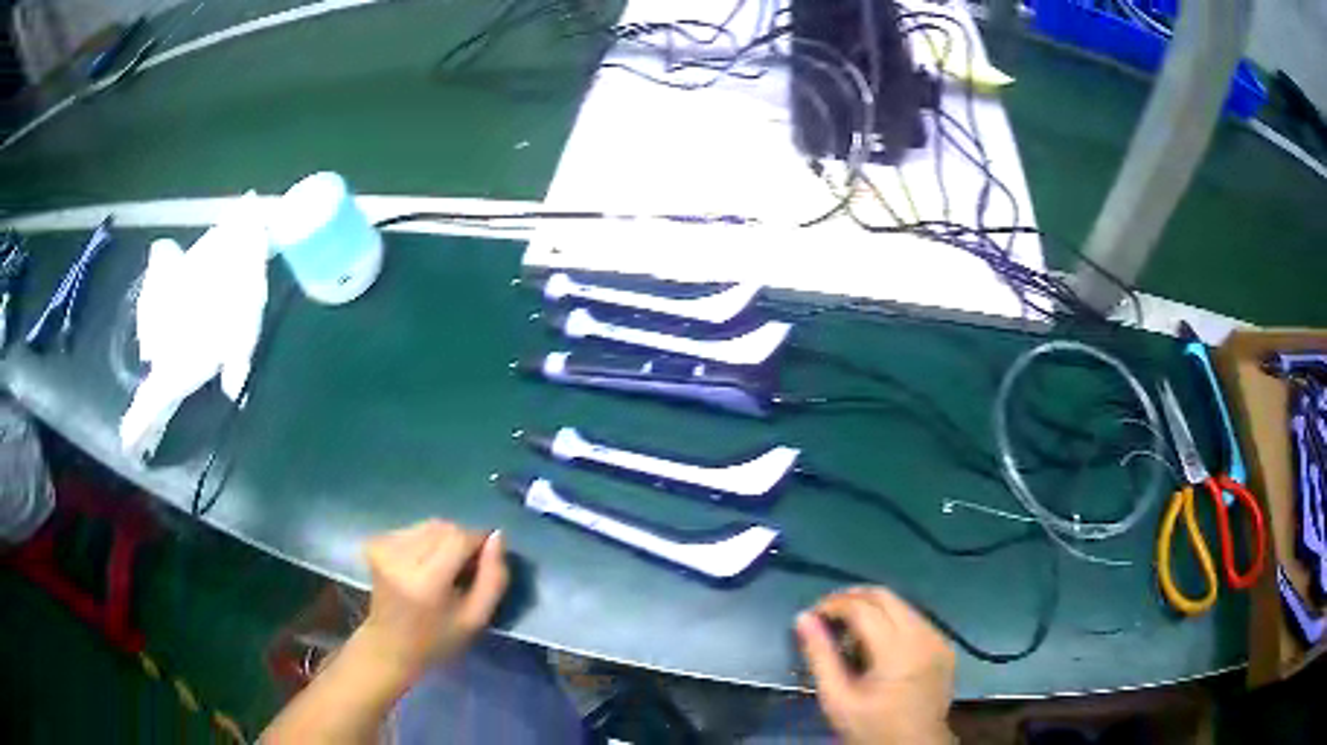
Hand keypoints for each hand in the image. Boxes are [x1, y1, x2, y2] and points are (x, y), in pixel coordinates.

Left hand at [357, 520, 508, 687]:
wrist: (390, 647)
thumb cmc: (438, 640)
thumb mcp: (476, 619)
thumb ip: (493, 578)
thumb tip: (497, 537)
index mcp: (425, 582)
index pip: (459, 538)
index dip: (478, 541)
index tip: (486, 559)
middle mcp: (399, 558)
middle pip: (443, 527)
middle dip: (461, 541)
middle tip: (466, 568)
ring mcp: (383, 548)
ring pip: (429, 525)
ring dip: (443, 540)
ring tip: (445, 568)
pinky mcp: (375, 543)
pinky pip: (412, 529)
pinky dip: (425, 541)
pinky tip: (424, 564)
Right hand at [796, 587, 955, 744]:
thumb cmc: (872, 726)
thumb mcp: (837, 698)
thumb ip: (820, 656)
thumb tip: (803, 618)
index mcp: (897, 649)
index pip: (862, 607)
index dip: (833, 605)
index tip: (812, 616)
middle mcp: (923, 635)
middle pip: (885, 596)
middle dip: (853, 598)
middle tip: (827, 614)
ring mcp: (938, 638)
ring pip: (902, 605)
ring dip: (873, 608)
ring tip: (850, 630)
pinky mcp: (945, 645)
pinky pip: (916, 619)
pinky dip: (893, 620)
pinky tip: (878, 642)